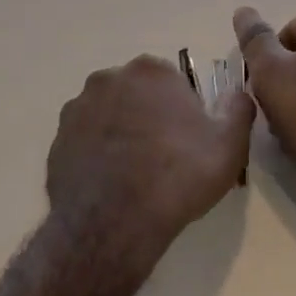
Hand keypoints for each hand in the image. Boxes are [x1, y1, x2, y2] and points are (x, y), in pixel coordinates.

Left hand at [46, 55, 253, 273]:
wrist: (113, 224)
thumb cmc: (177, 177)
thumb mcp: (229, 145)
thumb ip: (238, 109)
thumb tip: (236, 93)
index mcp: (151, 71)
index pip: (172, 82)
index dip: (183, 111)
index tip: (188, 141)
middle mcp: (109, 78)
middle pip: (137, 94)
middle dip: (149, 116)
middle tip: (163, 158)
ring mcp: (78, 108)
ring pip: (109, 115)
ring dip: (121, 132)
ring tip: (134, 174)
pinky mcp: (57, 139)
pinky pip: (85, 140)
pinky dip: (96, 154)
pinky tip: (110, 184)